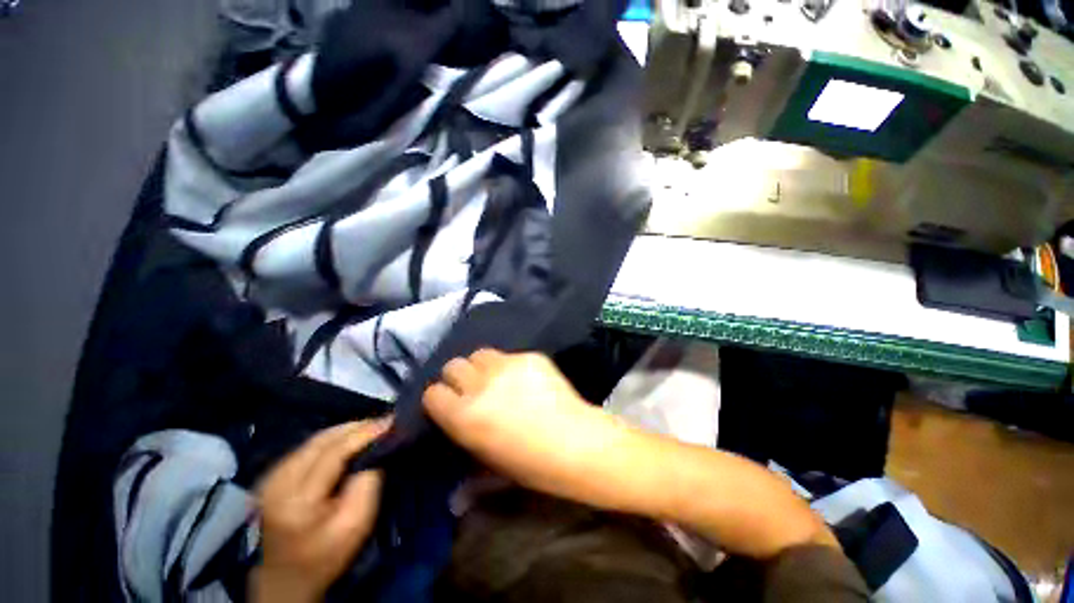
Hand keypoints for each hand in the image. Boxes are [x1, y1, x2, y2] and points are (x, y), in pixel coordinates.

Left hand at [252, 419, 389, 602]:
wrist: (286, 578)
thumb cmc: (326, 555)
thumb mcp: (357, 523)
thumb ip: (369, 482)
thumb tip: (376, 449)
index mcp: (297, 499)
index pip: (334, 453)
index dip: (364, 433)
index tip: (392, 421)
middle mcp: (278, 481)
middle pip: (322, 440)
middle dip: (357, 427)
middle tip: (385, 422)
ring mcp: (271, 477)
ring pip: (315, 440)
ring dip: (346, 430)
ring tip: (372, 428)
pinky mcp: (273, 476)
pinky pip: (308, 447)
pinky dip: (333, 439)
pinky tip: (350, 439)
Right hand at [423, 349, 629, 507]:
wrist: (578, 443)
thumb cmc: (533, 466)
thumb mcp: (493, 469)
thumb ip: (468, 465)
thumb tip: (454, 495)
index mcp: (464, 416)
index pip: (433, 393)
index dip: (440, 399)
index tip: (450, 405)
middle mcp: (480, 384)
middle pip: (454, 365)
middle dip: (459, 377)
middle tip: (474, 390)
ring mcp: (507, 365)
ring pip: (481, 353)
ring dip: (483, 366)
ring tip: (498, 379)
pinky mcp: (530, 356)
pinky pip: (510, 355)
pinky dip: (511, 365)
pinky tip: (527, 380)